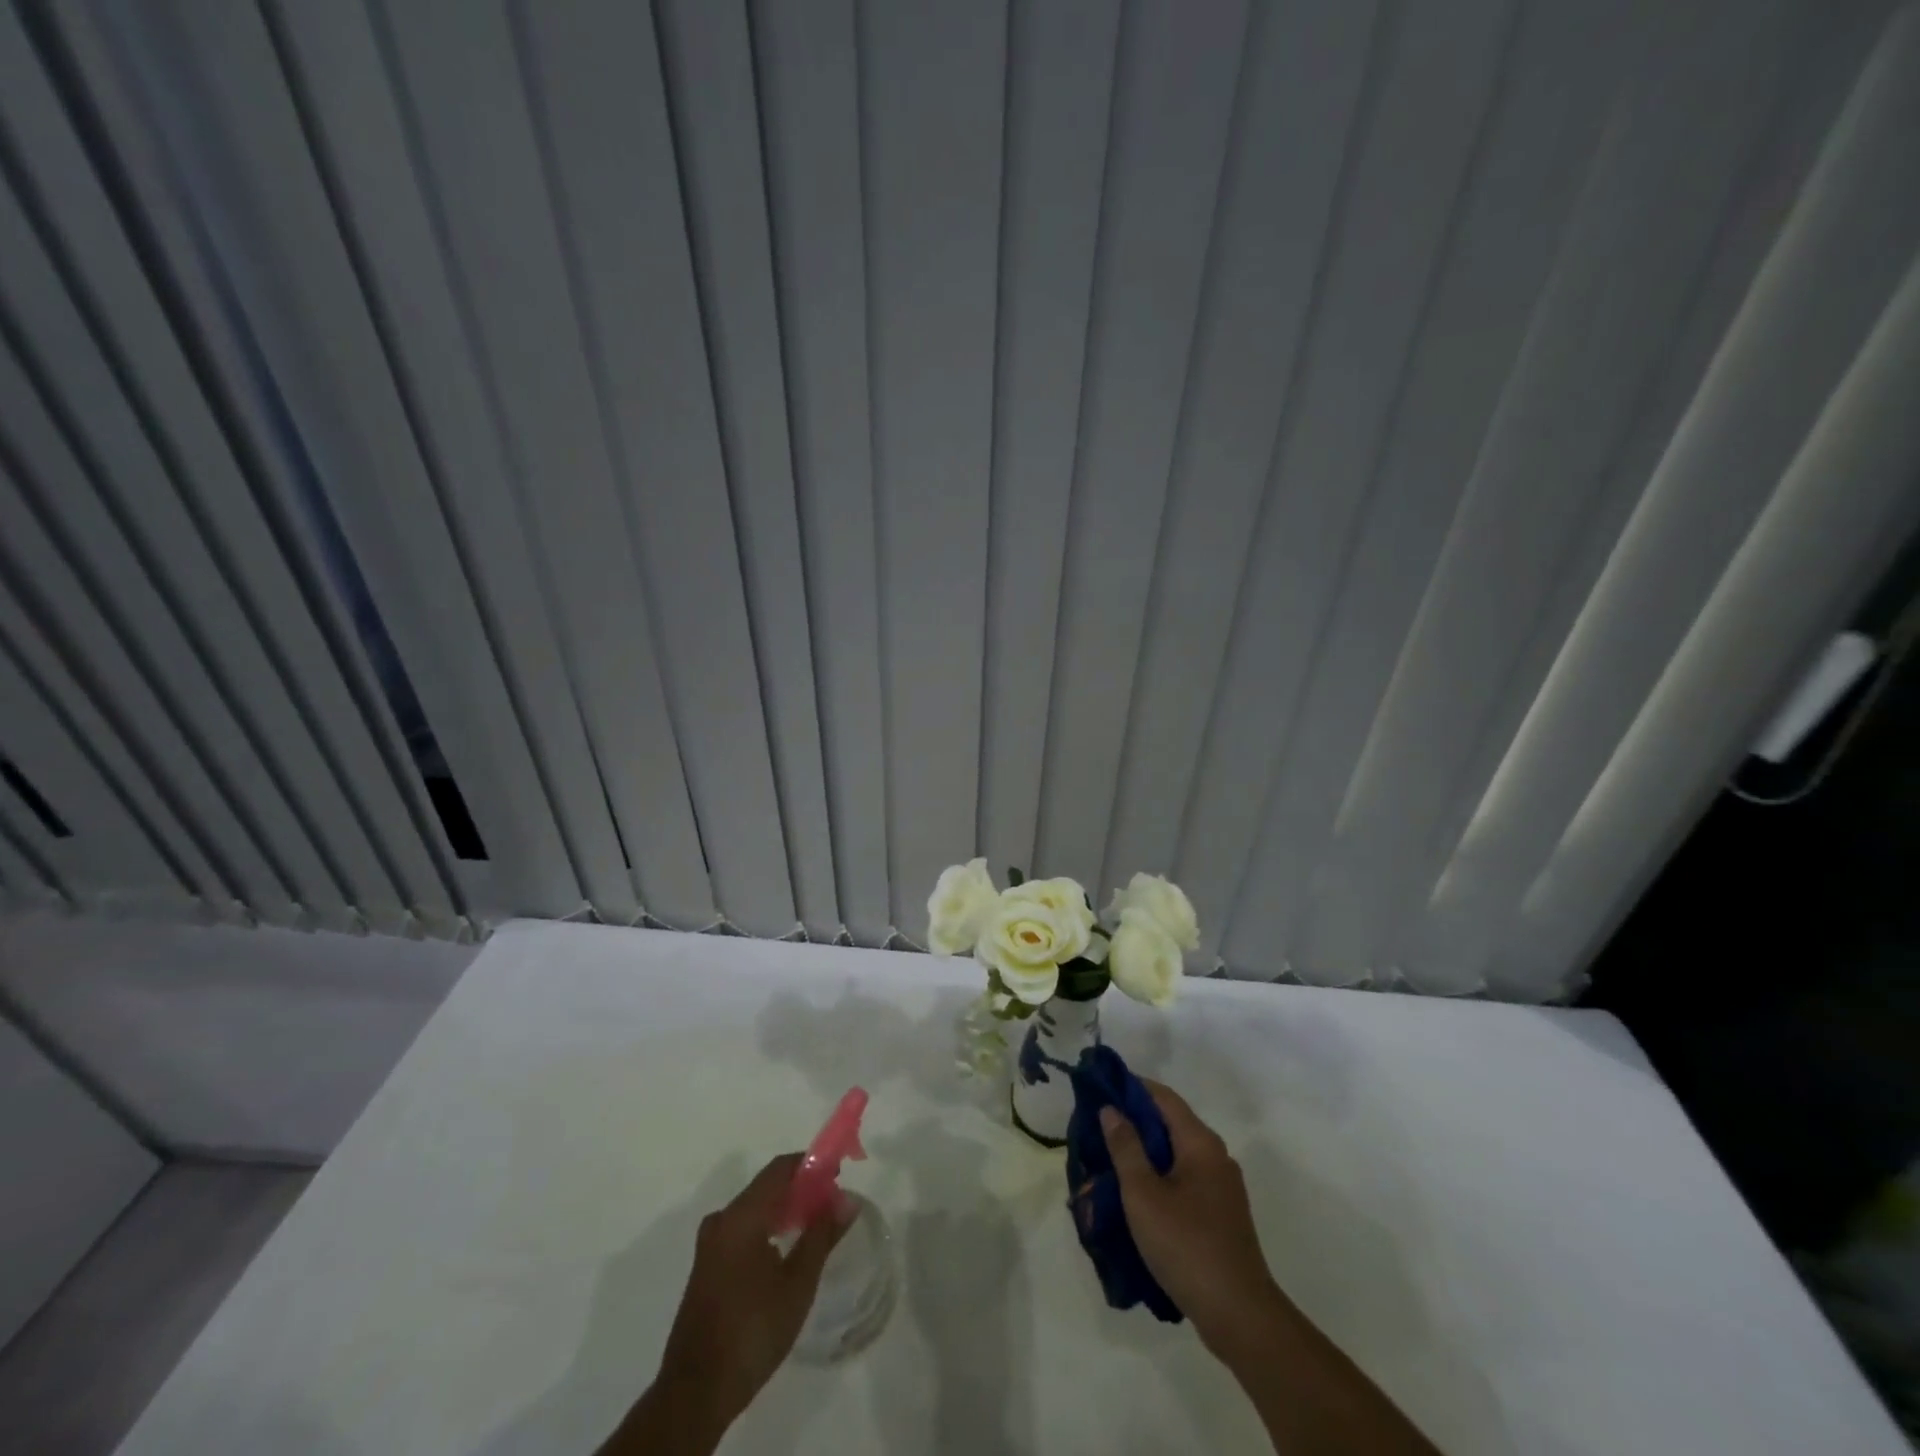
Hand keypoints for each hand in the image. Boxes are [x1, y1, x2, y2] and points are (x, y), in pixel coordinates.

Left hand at [645, 1155, 850, 1443]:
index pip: (780, 1169)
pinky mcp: (706, 1267)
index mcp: (741, 1217)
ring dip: (785, 1210)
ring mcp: (710, 1245)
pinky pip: (742, 1230)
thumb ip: (822, 1235)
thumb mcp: (797, 1284)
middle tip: (831, 1206)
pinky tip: (784, 1252)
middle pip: (766, 1187)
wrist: (695, 1393)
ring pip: (754, 1209)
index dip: (811, 1165)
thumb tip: (847, 1198)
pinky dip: (767, 1228)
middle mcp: (721, 1221)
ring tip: (814, 1228)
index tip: (839, 1174)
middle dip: (801, 1189)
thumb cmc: (752, 1332)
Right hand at [1099, 1080, 1280, 1356]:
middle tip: (1097, 1128)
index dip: (1132, 1087)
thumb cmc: (1186, 1245)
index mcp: (1200, 1143)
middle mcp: (1216, 1156)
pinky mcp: (1221, 1215)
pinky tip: (1136, 1197)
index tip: (1101, 1086)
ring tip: (1109, 1162)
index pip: (1163, 1097)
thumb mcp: (1143, 1194)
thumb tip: (1111, 1109)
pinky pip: (1184, 1181)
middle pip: (1170, 1124)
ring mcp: (1222, 1188)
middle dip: (1134, 1123)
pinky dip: (1159, 1178)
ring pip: (1176, 1156)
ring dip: (1144, 1154)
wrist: (1240, 1315)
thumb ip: (1125, 1147)